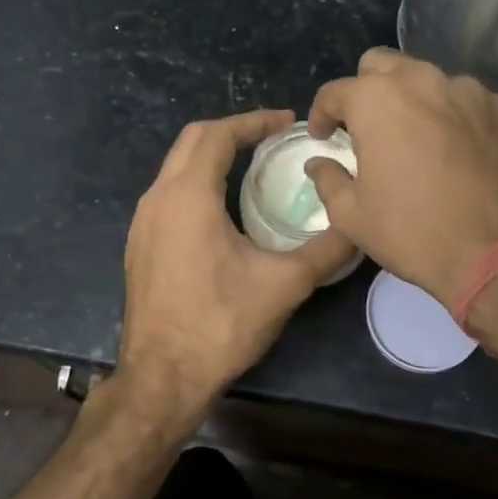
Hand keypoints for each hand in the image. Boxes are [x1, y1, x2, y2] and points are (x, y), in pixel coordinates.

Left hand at [117, 109, 354, 426]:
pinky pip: (168, 193)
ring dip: (212, 155)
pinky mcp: (139, 244)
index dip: (254, 121)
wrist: (161, 377)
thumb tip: (358, 225)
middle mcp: (157, 199)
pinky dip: (196, 182)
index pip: (219, 134)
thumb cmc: (221, 325)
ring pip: (175, 167)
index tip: (287, 122)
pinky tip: (223, 206)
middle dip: (232, 130)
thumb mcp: (284, 285)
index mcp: (188, 196)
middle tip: (272, 137)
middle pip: (192, 140)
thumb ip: (326, 250)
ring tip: (252, 164)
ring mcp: (142, 222)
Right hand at [306, 49, 497, 307]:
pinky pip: (466, 99)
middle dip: (365, 90)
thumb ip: (328, 179)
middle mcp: (422, 81)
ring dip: (411, 98)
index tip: (323, 138)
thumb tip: (319, 163)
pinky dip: (451, 113)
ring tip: (413, 136)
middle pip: (382, 65)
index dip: (321, 114)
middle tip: (365, 127)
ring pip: (427, 77)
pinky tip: (453, 148)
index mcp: (376, 100)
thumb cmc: (413, 232)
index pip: (335, 91)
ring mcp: (468, 91)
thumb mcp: (352, 215)